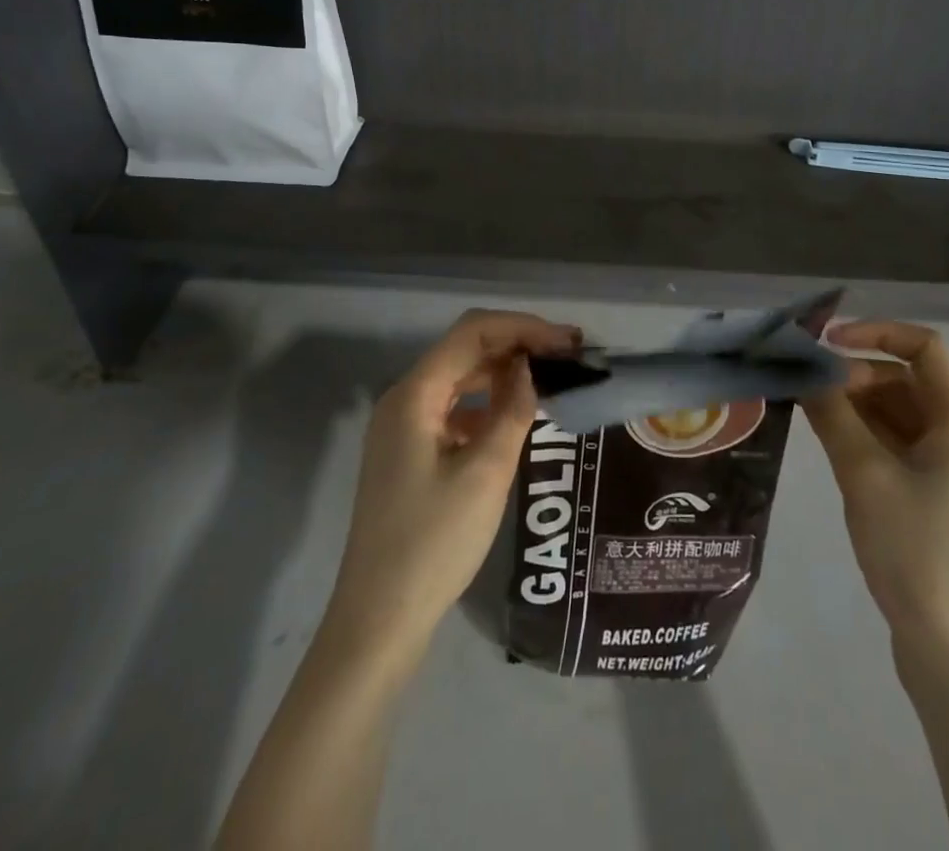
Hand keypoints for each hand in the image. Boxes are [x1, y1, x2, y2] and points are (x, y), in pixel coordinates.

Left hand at [325, 310, 581, 652]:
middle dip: (518, 345)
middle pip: (465, 349)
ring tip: (551, 379)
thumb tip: (531, 367)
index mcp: (415, 394)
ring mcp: (403, 427)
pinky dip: (487, 403)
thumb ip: (513, 410)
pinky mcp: (410, 452)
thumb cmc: (434, 543)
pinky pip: (454, 409)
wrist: (378, 621)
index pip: (473, 332)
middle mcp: (404, 399)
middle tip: (570, 356)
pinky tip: (516, 416)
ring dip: (504, 372)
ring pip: (461, 378)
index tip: (568, 341)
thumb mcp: (486, 473)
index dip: (523, 327)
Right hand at [803, 321, 948, 666]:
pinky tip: (829, 444)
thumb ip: (833, 414)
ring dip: (855, 405)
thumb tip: (806, 372)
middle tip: (807, 389)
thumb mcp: (864, 475)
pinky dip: (863, 435)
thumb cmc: (915, 551)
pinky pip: (896, 445)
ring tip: (808, 412)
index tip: (827, 343)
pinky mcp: (934, 496)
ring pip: (897, 413)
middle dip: (856, 375)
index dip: (876, 332)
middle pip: (905, 380)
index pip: (924, 348)